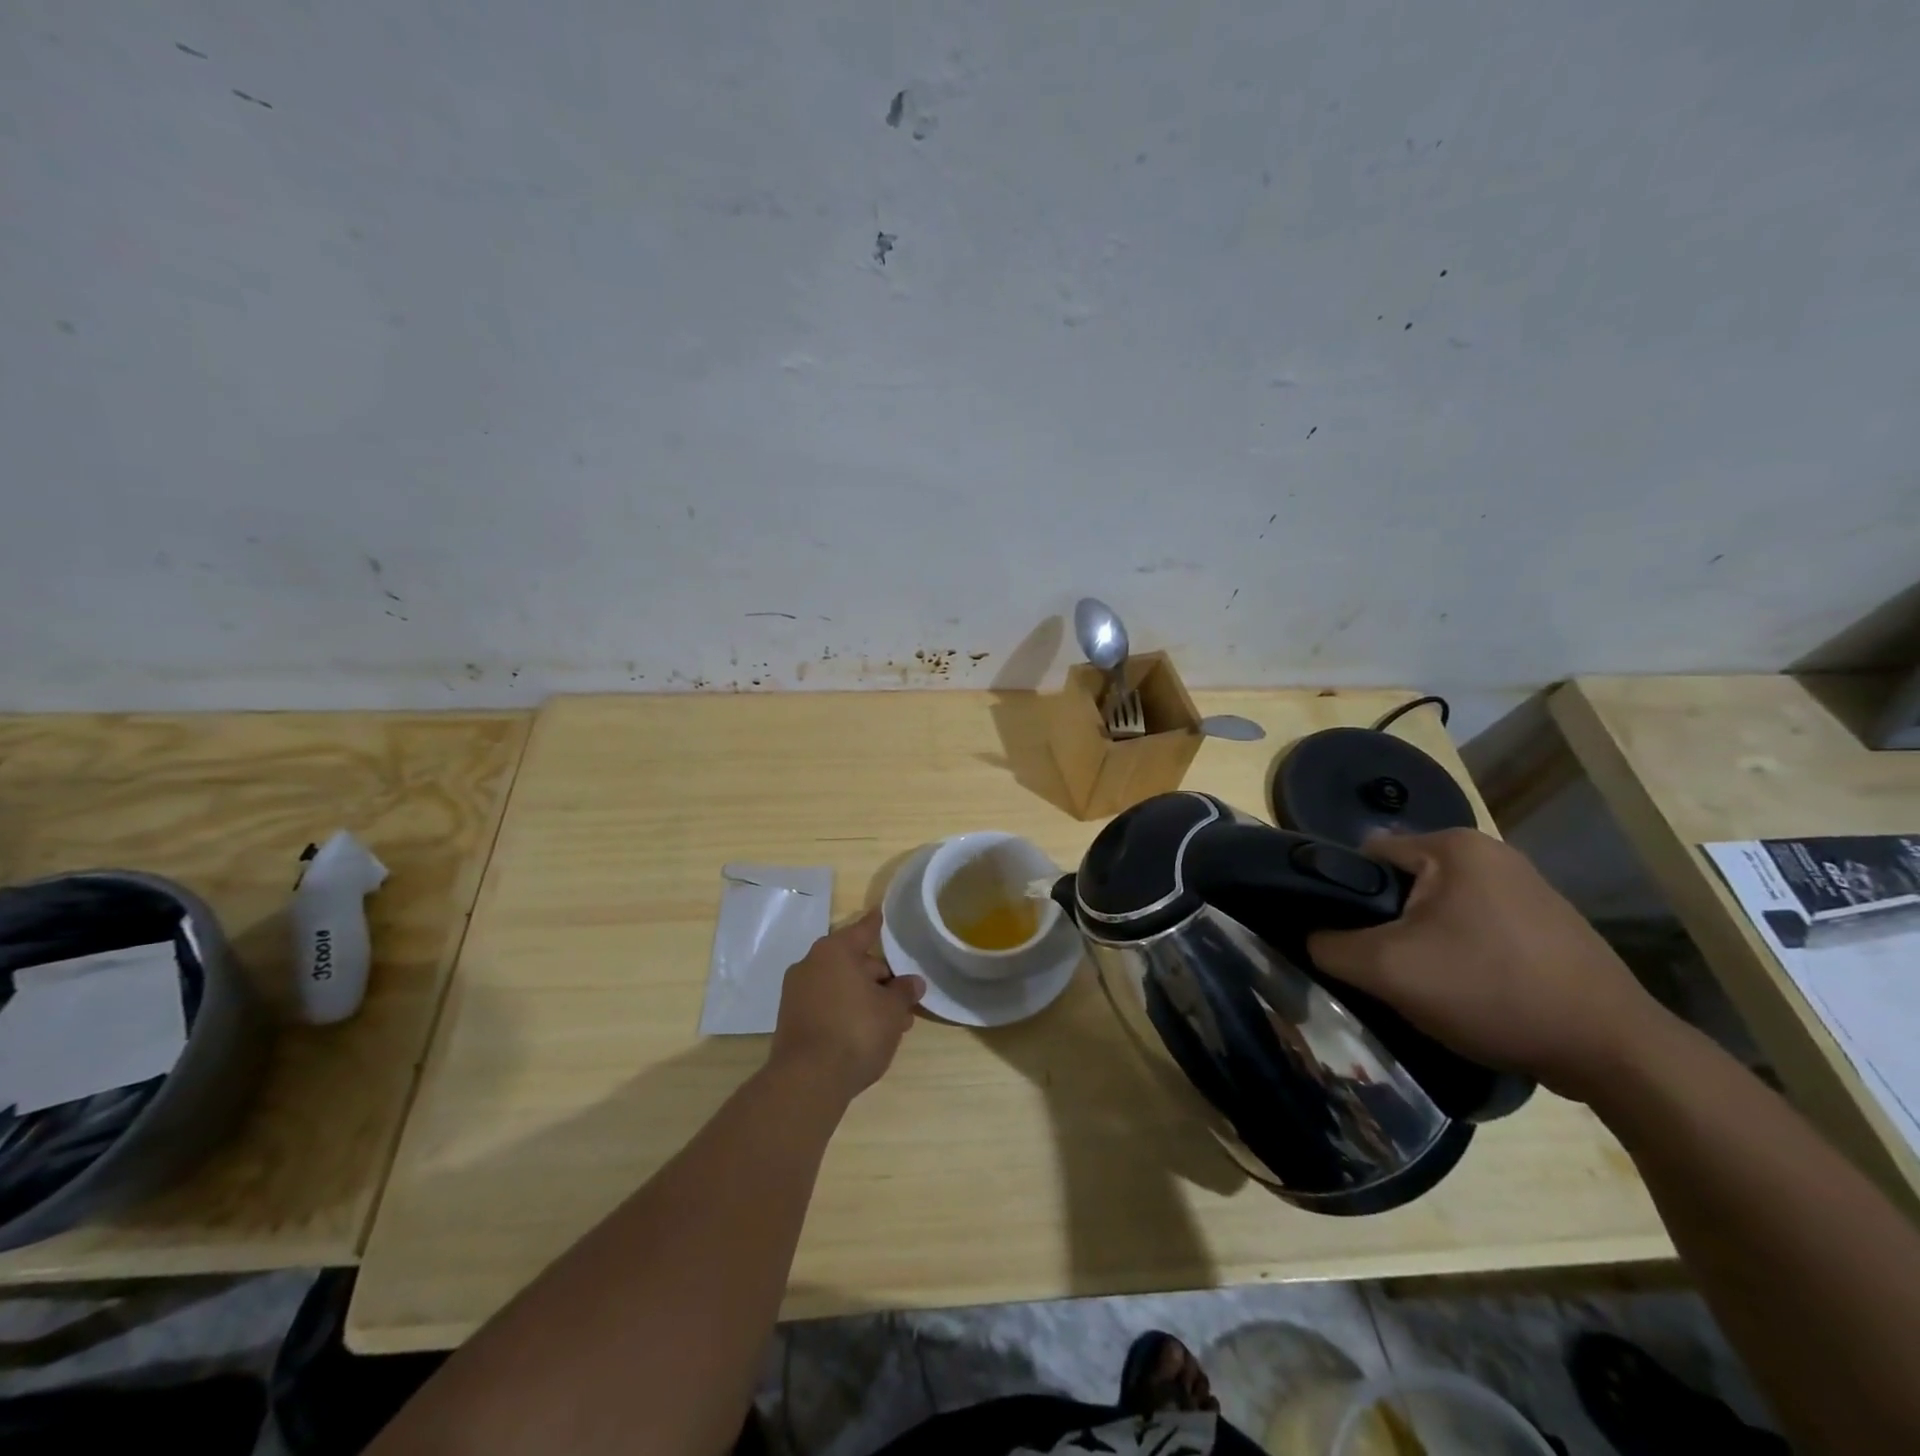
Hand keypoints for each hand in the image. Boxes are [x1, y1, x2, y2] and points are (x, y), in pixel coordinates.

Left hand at [771, 910, 924, 1101]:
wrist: (807, 1081)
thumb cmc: (856, 1031)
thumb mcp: (892, 1011)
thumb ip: (904, 992)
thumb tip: (913, 982)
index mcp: (834, 951)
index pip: (864, 930)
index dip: (878, 924)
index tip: (882, 912)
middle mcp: (811, 964)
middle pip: (853, 962)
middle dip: (880, 979)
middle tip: (904, 999)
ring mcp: (796, 994)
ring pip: (841, 987)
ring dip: (866, 1000)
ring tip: (893, 1023)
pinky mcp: (791, 1021)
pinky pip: (827, 1006)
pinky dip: (846, 1013)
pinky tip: (866, 1034)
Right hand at [1305, 829, 1664, 1098]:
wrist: (1616, 1052)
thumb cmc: (1493, 992)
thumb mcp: (1388, 970)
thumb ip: (1330, 946)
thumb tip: (1310, 937)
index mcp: (1454, 846)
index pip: (1366, 857)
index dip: (1344, 898)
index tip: (1345, 941)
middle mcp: (1491, 853)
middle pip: (1403, 883)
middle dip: (1386, 924)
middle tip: (1385, 969)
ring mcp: (1526, 887)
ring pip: (1438, 908)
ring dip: (1422, 941)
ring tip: (1425, 985)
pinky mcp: (1547, 923)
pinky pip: (1475, 926)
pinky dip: (1460, 952)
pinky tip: (1468, 989)